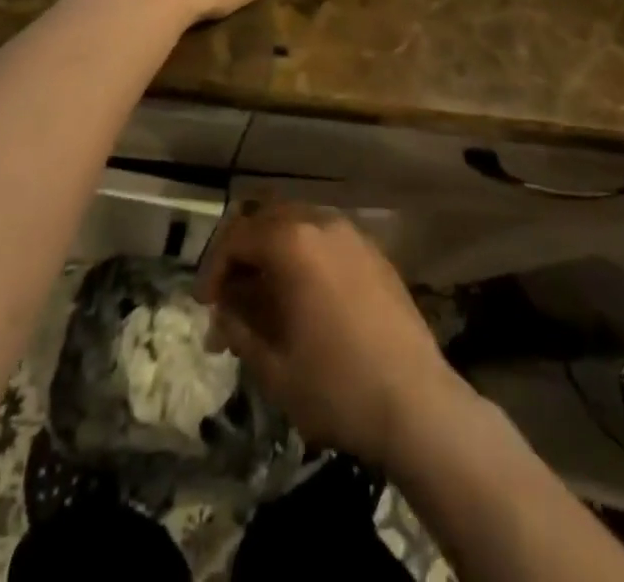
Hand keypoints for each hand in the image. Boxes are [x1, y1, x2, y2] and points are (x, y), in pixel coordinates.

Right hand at [197, 203, 461, 467]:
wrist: (418, 404)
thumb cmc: (336, 386)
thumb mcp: (273, 367)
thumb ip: (239, 329)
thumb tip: (223, 312)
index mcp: (292, 242)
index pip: (237, 236)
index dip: (213, 269)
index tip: (205, 306)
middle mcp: (321, 223)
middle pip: (266, 219)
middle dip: (243, 254)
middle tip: (231, 296)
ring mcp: (353, 234)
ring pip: (298, 225)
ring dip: (273, 253)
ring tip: (265, 299)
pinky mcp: (375, 253)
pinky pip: (326, 240)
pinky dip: (305, 256)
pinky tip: (305, 297)